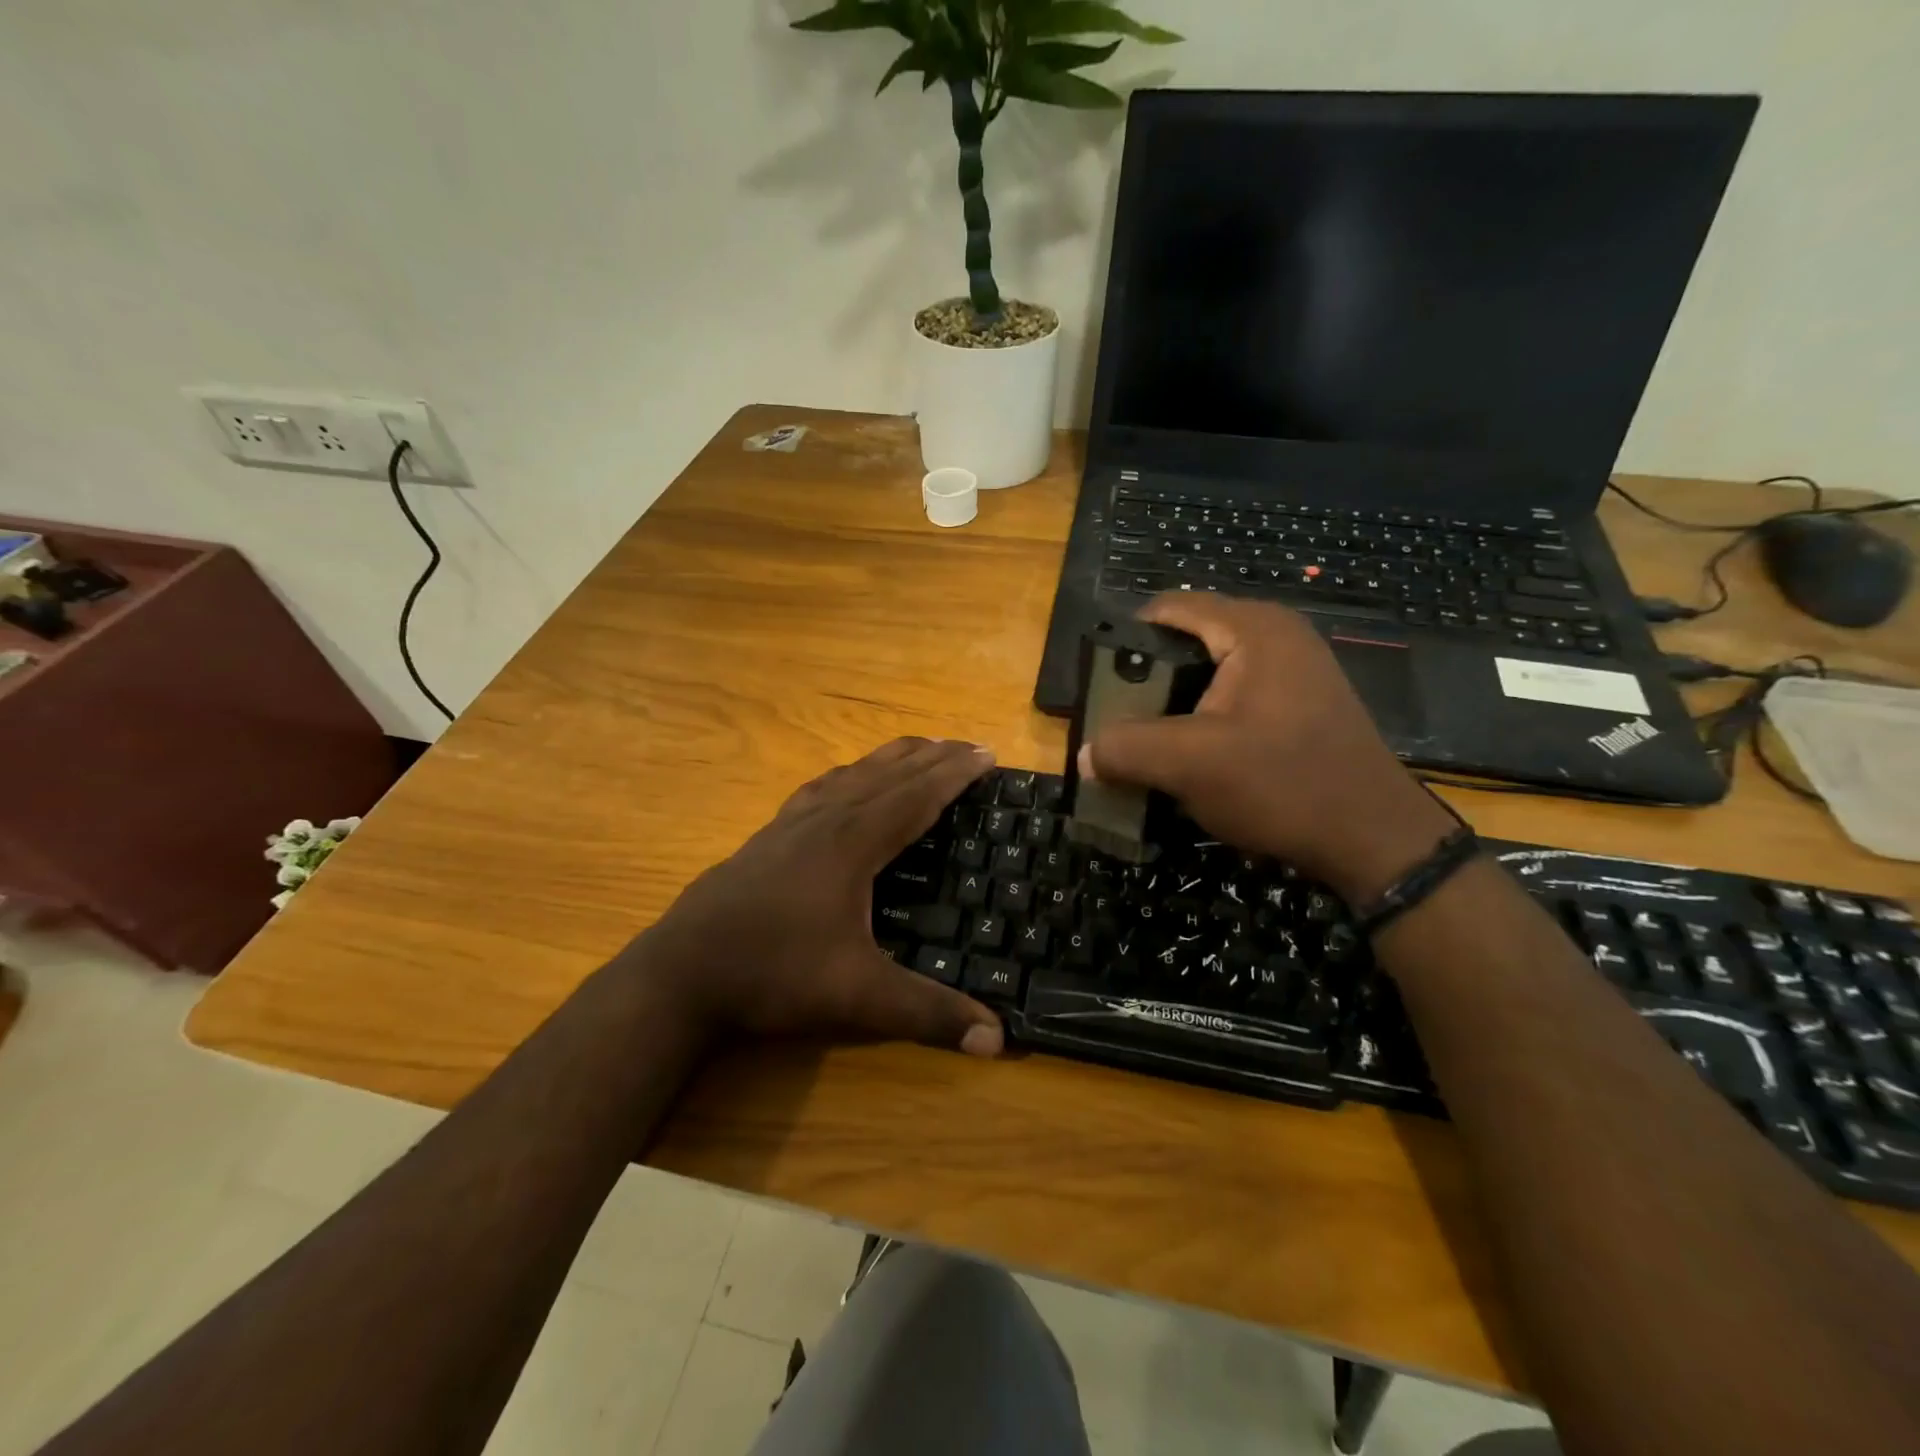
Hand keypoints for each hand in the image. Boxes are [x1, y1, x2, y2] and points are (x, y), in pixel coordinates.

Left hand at [637, 737, 1003, 1055]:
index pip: (917, 796)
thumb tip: (998, 1041)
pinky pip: (820, 788)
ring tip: (919, 748)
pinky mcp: (768, 836)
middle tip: (968, 745)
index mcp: (854, 843)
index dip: (955, 773)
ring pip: (852, 774)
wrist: (681, 972)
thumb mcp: (859, 998)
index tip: (987, 753)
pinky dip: (848, 775)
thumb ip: (929, 1015)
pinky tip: (843, 782)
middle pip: (888, 774)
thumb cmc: (775, 975)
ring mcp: (791, 824)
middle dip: (932, 757)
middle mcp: (826, 820)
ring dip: (891, 758)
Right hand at [1080, 594, 1457, 903]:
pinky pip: (1234, 696)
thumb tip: (1086, 754)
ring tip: (1150, 744)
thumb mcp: (1190, 765)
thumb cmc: (1282, 784)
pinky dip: (1205, 719)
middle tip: (1121, 722)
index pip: (1167, 609)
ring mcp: (1294, 668)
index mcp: (1252, 628)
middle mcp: (1276, 635)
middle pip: (1187, 640)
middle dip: (1147, 680)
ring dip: (1174, 705)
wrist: (1374, 839)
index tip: (1100, 688)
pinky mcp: (1300, 702)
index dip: (1124, 642)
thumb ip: (1127, 749)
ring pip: (1209, 672)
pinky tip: (1194, 757)